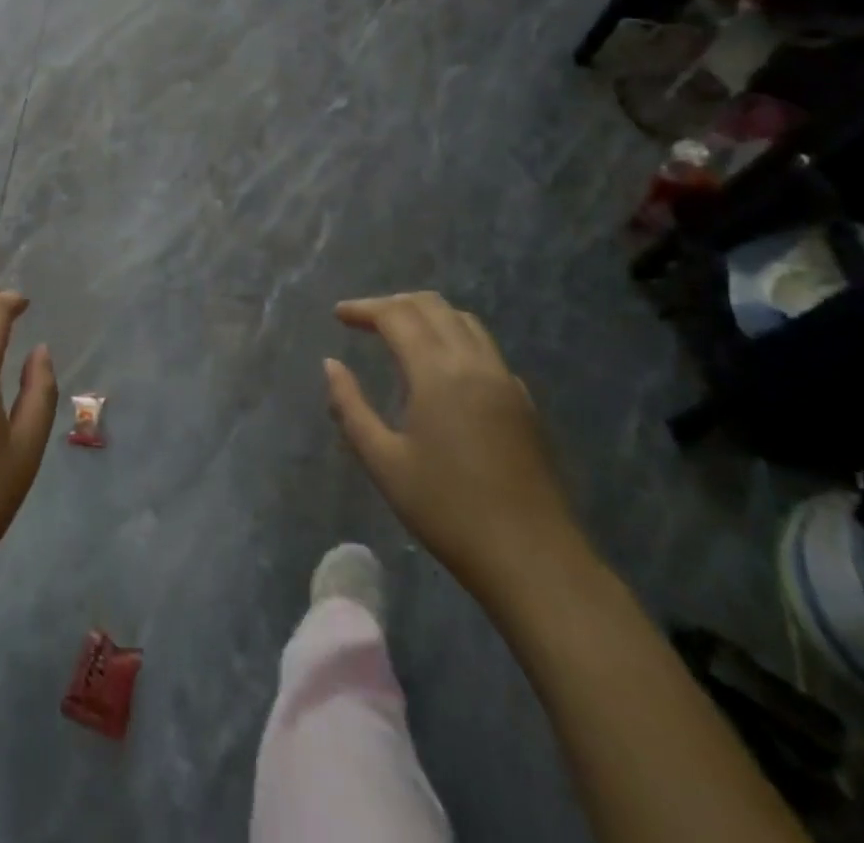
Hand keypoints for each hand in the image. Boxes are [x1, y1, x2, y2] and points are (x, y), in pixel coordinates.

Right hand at [325, 292, 585, 602]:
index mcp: (438, 372)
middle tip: (364, 320)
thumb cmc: (447, 510)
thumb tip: (331, 365)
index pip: (396, 315)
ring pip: (463, 321)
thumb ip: (350, 406)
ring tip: (398, 334)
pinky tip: (440, 369)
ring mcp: (505, 380)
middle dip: (393, 304)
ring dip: (426, 315)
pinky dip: (454, 338)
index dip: (364, 308)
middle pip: (432, 306)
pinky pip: (484, 348)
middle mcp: (474, 363)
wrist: (532, 559)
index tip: (339, 315)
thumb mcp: (383, 461)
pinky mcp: (523, 401)